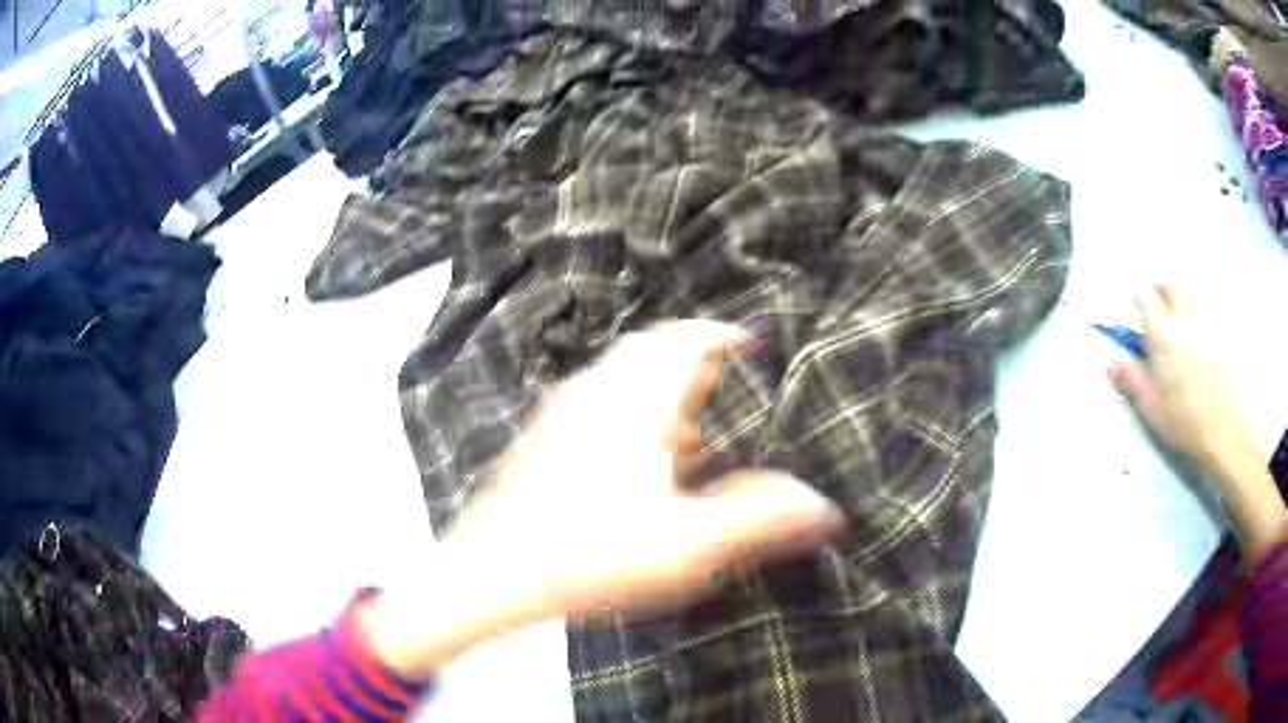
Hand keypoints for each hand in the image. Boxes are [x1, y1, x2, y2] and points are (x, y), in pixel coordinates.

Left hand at [445, 320, 846, 619]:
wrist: (490, 575)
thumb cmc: (589, 556)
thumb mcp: (686, 545)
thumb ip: (760, 519)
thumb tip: (825, 508)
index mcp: (632, 401)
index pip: (688, 338)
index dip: (729, 337)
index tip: (759, 350)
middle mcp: (594, 392)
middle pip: (655, 352)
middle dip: (699, 365)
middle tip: (734, 394)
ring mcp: (562, 414)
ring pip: (625, 380)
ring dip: (665, 393)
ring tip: (698, 434)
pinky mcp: (544, 439)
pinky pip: (599, 405)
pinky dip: (634, 415)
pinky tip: (644, 465)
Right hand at [1107, 285, 1286, 563]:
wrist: (1221, 435)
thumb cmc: (1184, 424)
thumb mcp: (1152, 408)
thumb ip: (1132, 381)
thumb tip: (1111, 364)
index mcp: (1164, 338)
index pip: (1146, 298)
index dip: (1139, 300)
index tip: (1137, 314)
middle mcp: (1184, 322)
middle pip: (1173, 280)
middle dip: (1164, 284)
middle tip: (1159, 301)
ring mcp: (1206, 326)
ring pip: (1194, 286)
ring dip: (1184, 289)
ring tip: (1181, 308)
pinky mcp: (1220, 337)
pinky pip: (1211, 306)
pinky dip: (1203, 306)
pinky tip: (1199, 330)